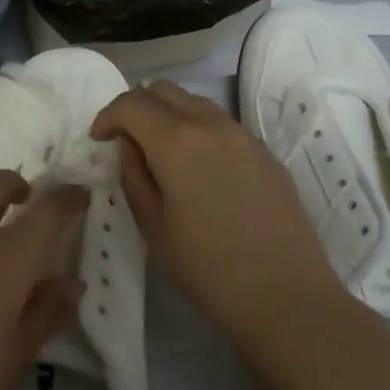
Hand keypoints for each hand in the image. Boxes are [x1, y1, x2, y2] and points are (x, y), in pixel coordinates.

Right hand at [91, 81, 339, 337]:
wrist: (289, 299)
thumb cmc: (210, 269)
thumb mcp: (154, 228)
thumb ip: (134, 177)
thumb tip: (130, 148)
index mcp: (177, 142)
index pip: (131, 104)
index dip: (108, 116)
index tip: (99, 139)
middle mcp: (210, 125)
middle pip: (163, 90)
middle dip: (137, 107)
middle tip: (127, 140)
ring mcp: (243, 135)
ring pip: (194, 102)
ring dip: (168, 115)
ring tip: (162, 153)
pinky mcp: (265, 152)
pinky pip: (221, 124)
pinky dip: (198, 130)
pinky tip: (198, 169)